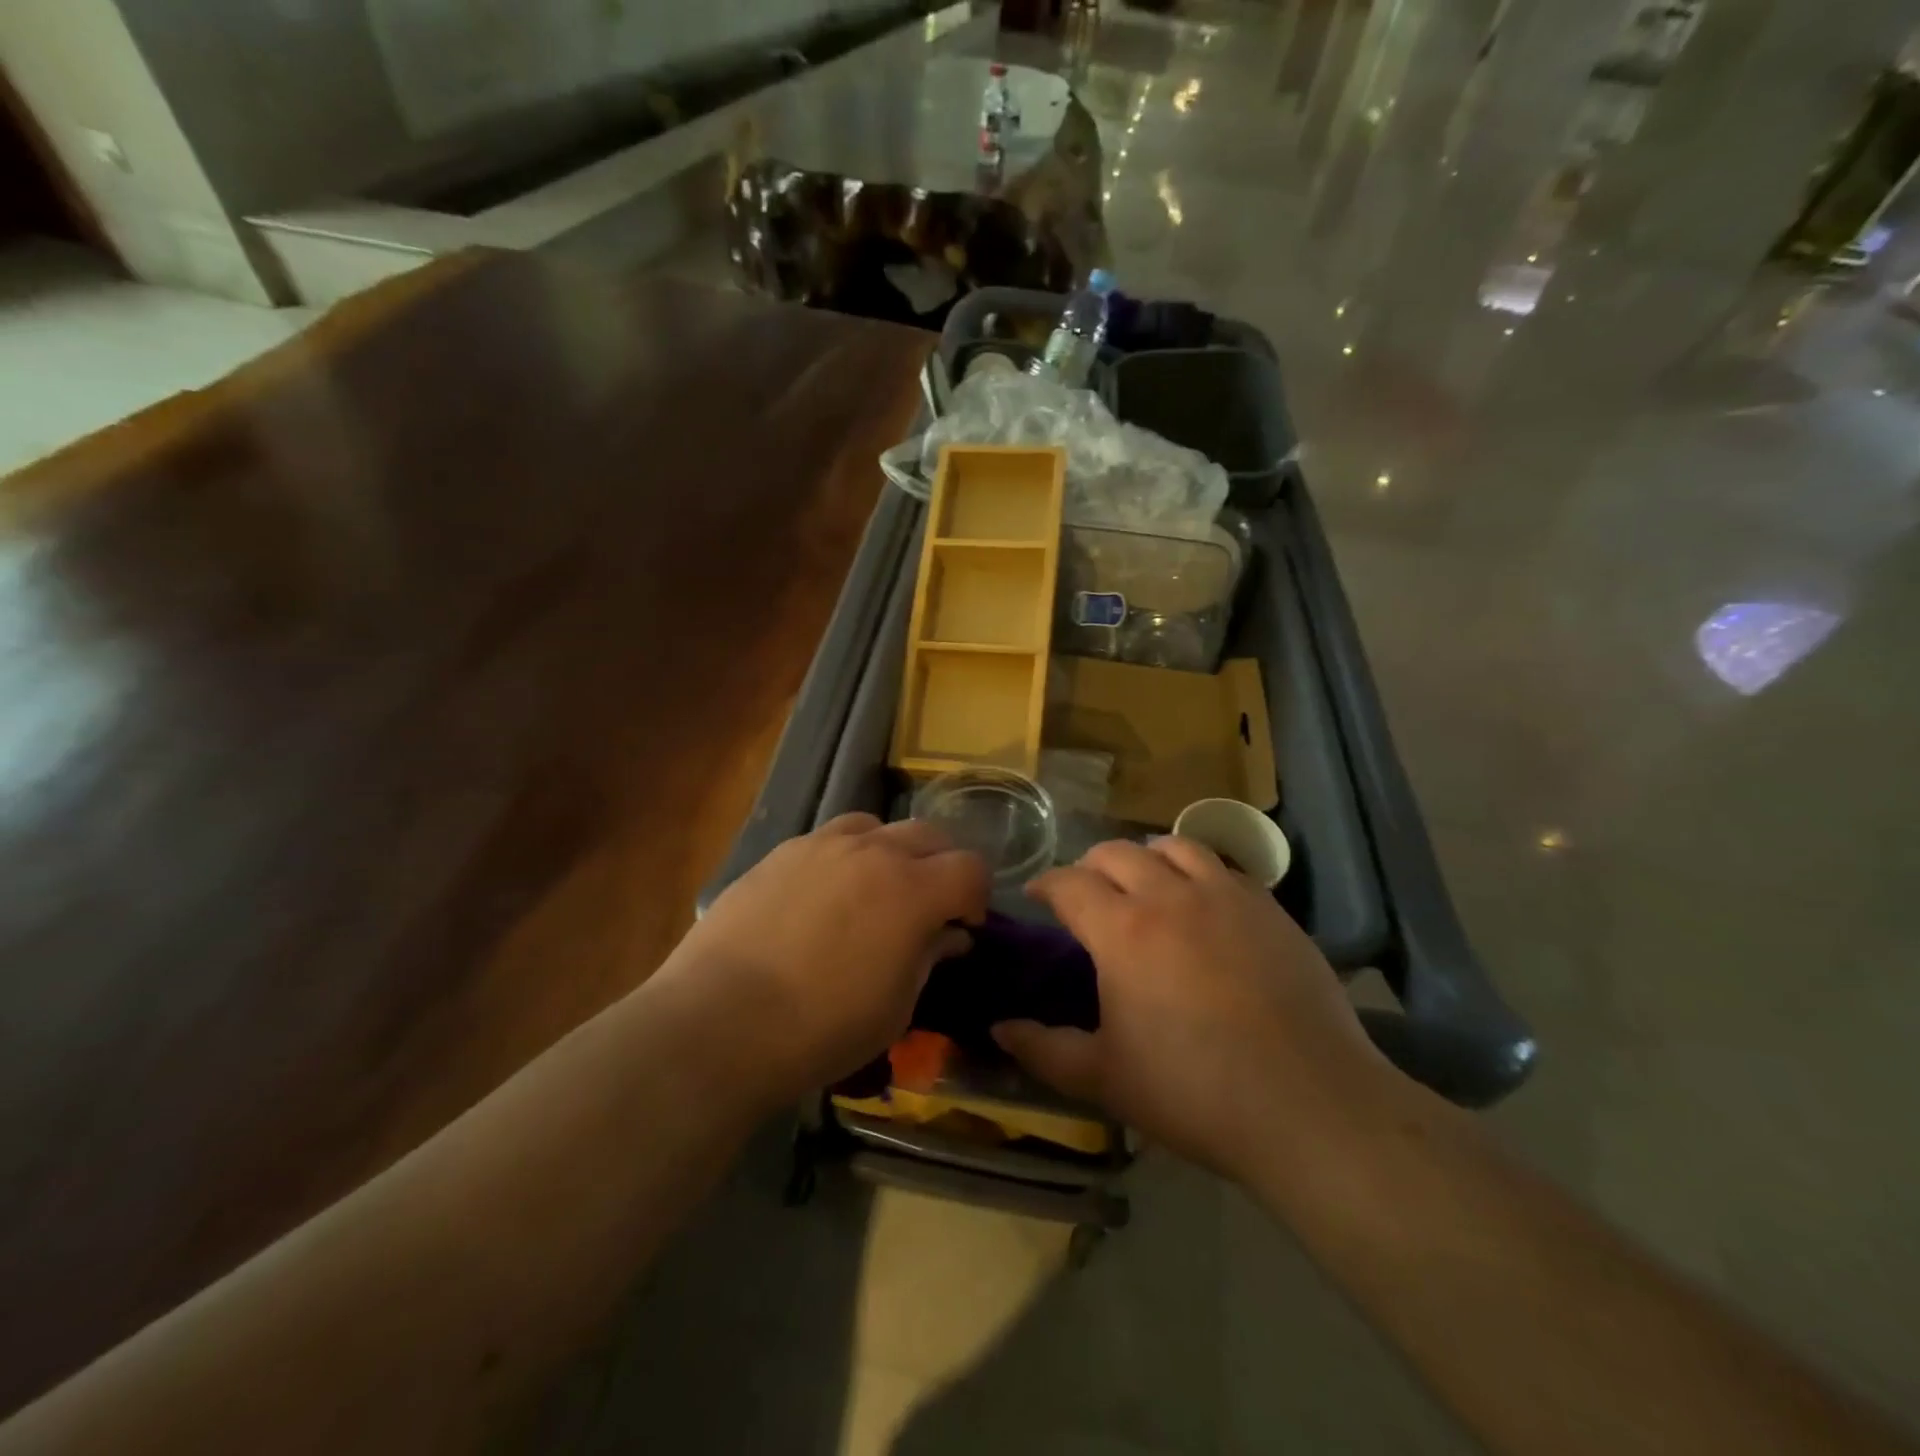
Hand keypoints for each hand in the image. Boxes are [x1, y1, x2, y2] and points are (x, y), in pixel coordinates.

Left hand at [657, 814, 988, 1102]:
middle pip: (928, 835)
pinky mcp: (780, 853)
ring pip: (875, 825)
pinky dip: (844, 856)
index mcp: (911, 891)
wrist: (719, 1022)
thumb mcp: (895, 1007)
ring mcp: (821, 846)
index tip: (964, 925)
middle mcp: (871, 852)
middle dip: (940, 865)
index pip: (970, 867)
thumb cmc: (821, 1029)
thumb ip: (929, 958)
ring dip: (890, 851)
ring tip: (874, 889)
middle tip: (927, 904)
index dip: (977, 895)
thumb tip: (949, 934)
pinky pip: (828, 838)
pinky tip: (823, 895)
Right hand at [992, 837, 1384, 1180]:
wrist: (1308, 1104)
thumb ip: (1043, 1050)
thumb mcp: (1105, 1078)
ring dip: (1146, 856)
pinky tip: (1202, 902)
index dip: (1046, 884)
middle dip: (1090, 866)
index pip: (1069, 883)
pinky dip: (1199, 871)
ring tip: (1144, 882)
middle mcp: (1169, 896)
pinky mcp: (1268, 908)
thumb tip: (998, 1028)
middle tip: (1086, 893)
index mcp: (1122, 931)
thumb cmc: (1194, 1091)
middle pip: (1117, 852)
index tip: (1038, 897)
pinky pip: (1224, 866)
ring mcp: (1224, 895)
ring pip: (1174, 845)